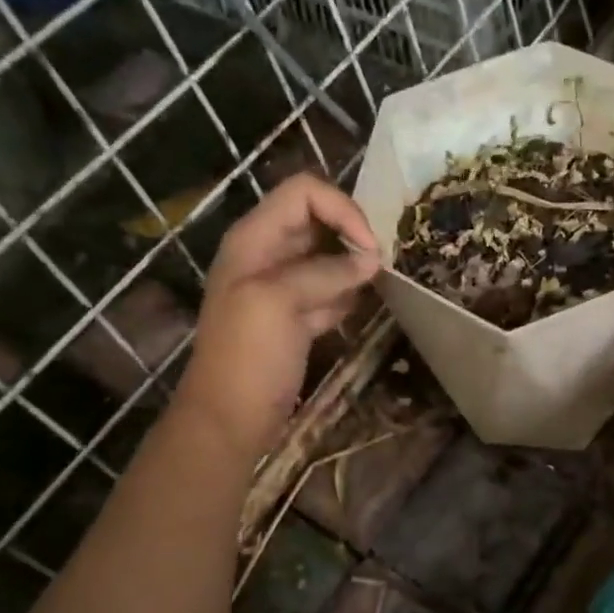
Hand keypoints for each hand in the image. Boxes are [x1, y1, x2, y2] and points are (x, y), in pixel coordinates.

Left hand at [176, 174, 380, 458]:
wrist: (231, 419)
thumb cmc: (247, 356)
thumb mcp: (278, 302)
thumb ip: (325, 272)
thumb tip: (371, 260)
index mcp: (254, 239)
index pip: (304, 193)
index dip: (342, 209)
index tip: (371, 247)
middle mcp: (269, 254)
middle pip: (319, 220)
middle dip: (353, 235)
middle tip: (383, 264)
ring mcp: (283, 287)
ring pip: (329, 256)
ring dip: (355, 266)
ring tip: (379, 284)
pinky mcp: (297, 317)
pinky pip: (330, 291)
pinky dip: (348, 295)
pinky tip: (358, 310)